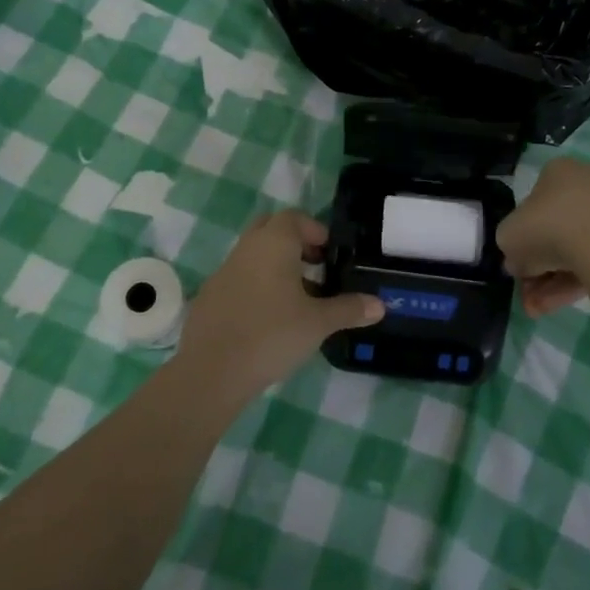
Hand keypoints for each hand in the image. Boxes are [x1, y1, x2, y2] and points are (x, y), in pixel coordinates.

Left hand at [180, 211, 383, 395]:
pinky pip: (238, 280)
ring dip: (275, 268)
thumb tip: (380, 305)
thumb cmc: (272, 335)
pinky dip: (256, 288)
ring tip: (298, 300)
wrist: (211, 372)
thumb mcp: (318, 323)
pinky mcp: (209, 297)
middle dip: (294, 243)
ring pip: (253, 256)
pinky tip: (268, 321)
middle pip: (270, 230)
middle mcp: (246, 249)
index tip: (330, 255)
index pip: (294, 217)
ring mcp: (223, 272)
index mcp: (273, 244)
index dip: (315, 230)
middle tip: (314, 269)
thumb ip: (349, 309)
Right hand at [497, 158, 589, 315]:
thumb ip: (510, 247)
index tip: (516, 265)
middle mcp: (587, 185)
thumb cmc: (547, 228)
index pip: (533, 205)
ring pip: (574, 251)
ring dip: (552, 282)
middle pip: (554, 232)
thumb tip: (520, 262)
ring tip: (538, 310)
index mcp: (558, 172)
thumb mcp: (508, 237)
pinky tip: (557, 305)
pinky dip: (575, 282)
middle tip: (526, 296)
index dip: (520, 239)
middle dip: (537, 269)